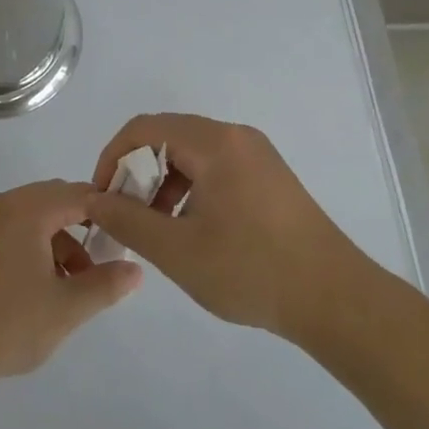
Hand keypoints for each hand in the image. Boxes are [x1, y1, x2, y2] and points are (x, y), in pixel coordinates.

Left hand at [0, 180, 142, 392]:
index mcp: (27, 209)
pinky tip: (46, 288)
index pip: (79, 193)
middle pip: (56, 201)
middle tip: (108, 261)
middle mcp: (4, 205)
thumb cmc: (5, 323)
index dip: (109, 210)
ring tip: (78, 286)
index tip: (132, 234)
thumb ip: (105, 284)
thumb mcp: (65, 307)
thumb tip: (135, 269)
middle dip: (85, 227)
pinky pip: (17, 231)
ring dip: (62, 242)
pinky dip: (39, 248)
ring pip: (37, 218)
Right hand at [86, 113, 382, 340]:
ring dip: (163, 183)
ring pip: (191, 154)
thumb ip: (126, 220)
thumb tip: (92, 199)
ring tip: (156, 227)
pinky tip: (191, 229)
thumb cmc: (251, 270)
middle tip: (125, 214)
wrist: (336, 299)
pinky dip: (190, 189)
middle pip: (168, 137)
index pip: (144, 128)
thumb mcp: (176, 250)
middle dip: (137, 172)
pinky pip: (215, 168)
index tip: (102, 197)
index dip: (112, 158)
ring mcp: (257, 155)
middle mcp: (236, 137)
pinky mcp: (269, 177)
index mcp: (215, 143)